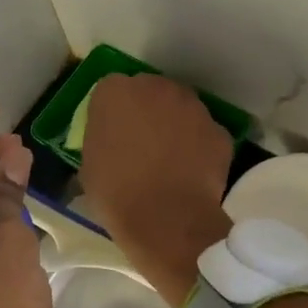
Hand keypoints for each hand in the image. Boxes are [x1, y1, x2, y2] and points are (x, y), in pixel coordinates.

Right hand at [79, 75, 233, 307]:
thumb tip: (112, 142)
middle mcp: (156, 87)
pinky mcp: (218, 130)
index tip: (111, 133)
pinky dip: (199, 147)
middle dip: (146, 111)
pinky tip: (191, 172)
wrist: (166, 220)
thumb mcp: (89, 164)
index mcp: (115, 92)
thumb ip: (101, 139)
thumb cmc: (116, 193)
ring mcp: (192, 106)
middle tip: (141, 143)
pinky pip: (204, 134)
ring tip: (169, 159)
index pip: (110, 90)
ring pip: (181, 109)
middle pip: (150, 91)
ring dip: (175, 125)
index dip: (112, 112)